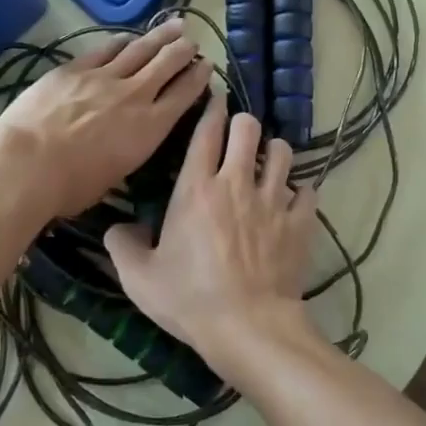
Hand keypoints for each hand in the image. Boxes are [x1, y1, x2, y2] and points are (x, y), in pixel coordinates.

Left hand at [0, 19, 212, 219]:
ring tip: (175, 25)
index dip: (198, 78)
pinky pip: (105, 49)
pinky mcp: (75, 69)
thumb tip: (126, 143)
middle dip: (183, 50)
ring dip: (160, 36)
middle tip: (192, 42)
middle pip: (167, 64)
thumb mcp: (116, 175)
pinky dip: (121, 41)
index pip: (184, 95)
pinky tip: (128, 36)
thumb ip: (129, 150)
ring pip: (140, 49)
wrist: (28, 164)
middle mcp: (135, 96)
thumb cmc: (71, 187)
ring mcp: (105, 78)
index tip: (206, 66)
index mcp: (150, 127)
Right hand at [102, 98, 320, 382]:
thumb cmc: (190, 299)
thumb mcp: (140, 278)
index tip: (215, 99)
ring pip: (282, 151)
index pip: (205, 132)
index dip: (211, 109)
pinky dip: (300, 192)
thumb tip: (118, 227)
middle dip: (243, 123)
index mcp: (197, 188)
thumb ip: (123, 245)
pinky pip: (307, 190)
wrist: (248, 326)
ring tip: (267, 164)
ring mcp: (273, 199)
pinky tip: (293, 201)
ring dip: (274, 153)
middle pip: (248, 127)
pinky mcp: (300, 220)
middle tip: (239, 136)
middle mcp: (237, 182)